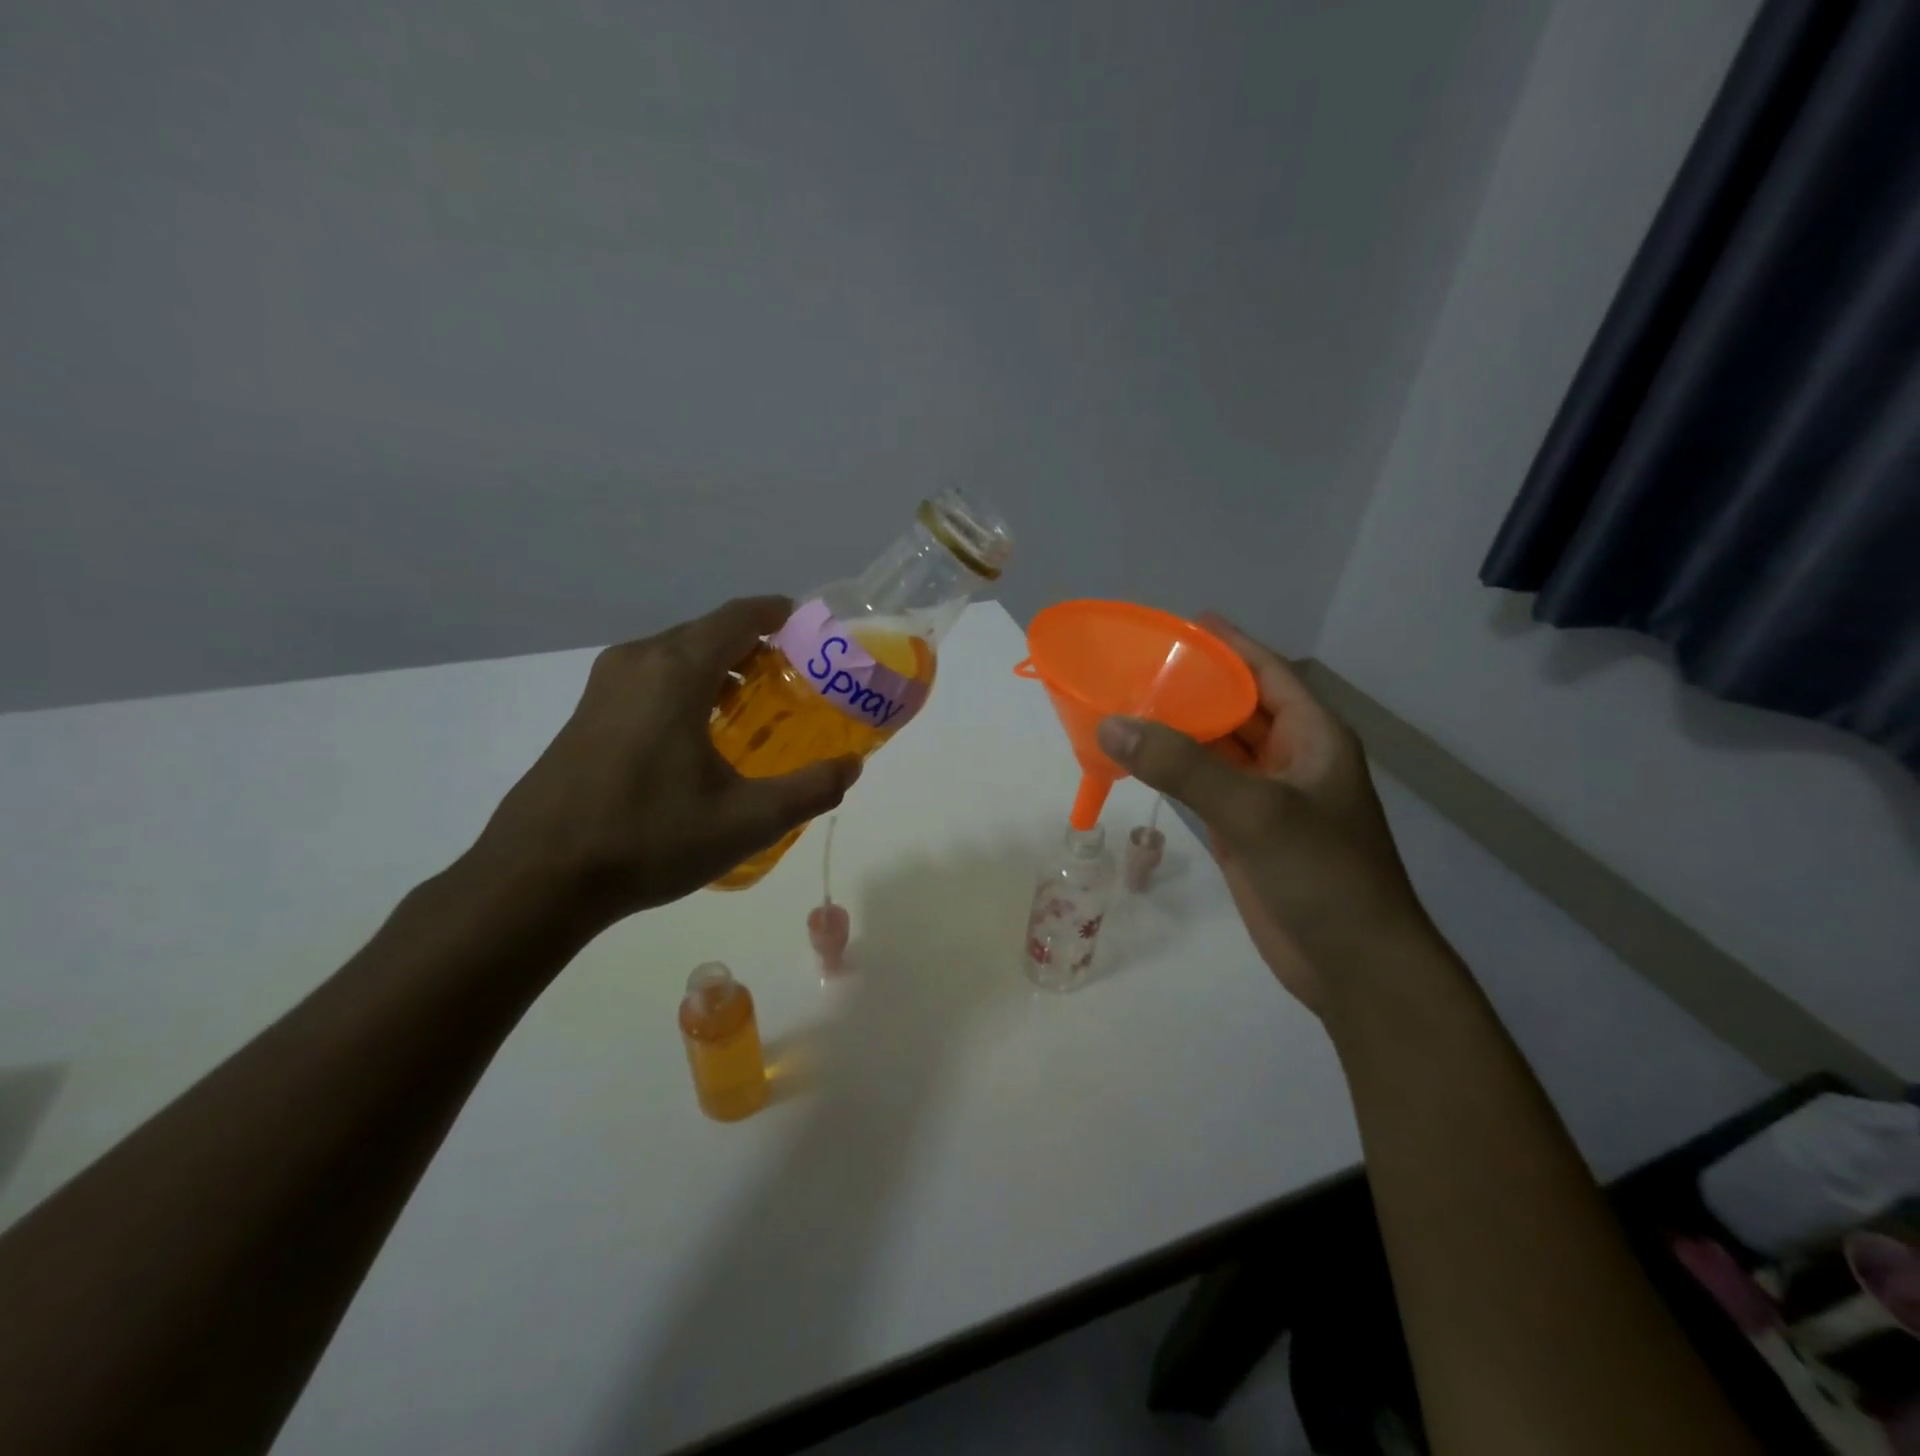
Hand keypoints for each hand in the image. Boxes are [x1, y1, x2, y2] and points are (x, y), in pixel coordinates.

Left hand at [467, 596, 859, 928]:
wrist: (537, 878)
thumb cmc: (648, 838)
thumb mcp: (746, 821)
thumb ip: (809, 790)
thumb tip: (851, 767)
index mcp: (676, 671)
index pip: (738, 616)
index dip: (778, 613)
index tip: (811, 629)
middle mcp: (638, 662)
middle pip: (707, 633)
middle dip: (755, 647)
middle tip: (796, 680)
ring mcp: (604, 686)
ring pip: (677, 655)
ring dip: (720, 668)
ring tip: (755, 706)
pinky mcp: (587, 713)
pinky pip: (651, 678)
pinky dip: (688, 686)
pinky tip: (703, 734)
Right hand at [1096, 615, 1427, 1010]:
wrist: (1353, 965)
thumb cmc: (1323, 875)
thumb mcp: (1256, 811)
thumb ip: (1183, 766)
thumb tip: (1111, 724)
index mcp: (1313, 736)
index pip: (1267, 672)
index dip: (1227, 645)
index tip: (1180, 623)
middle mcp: (1291, 759)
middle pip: (1236, 707)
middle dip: (1191, 686)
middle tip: (1134, 666)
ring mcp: (1267, 798)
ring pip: (1216, 749)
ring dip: (1178, 730)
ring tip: (1125, 705)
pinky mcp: (1245, 832)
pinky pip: (1204, 787)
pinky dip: (1174, 773)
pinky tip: (1139, 760)